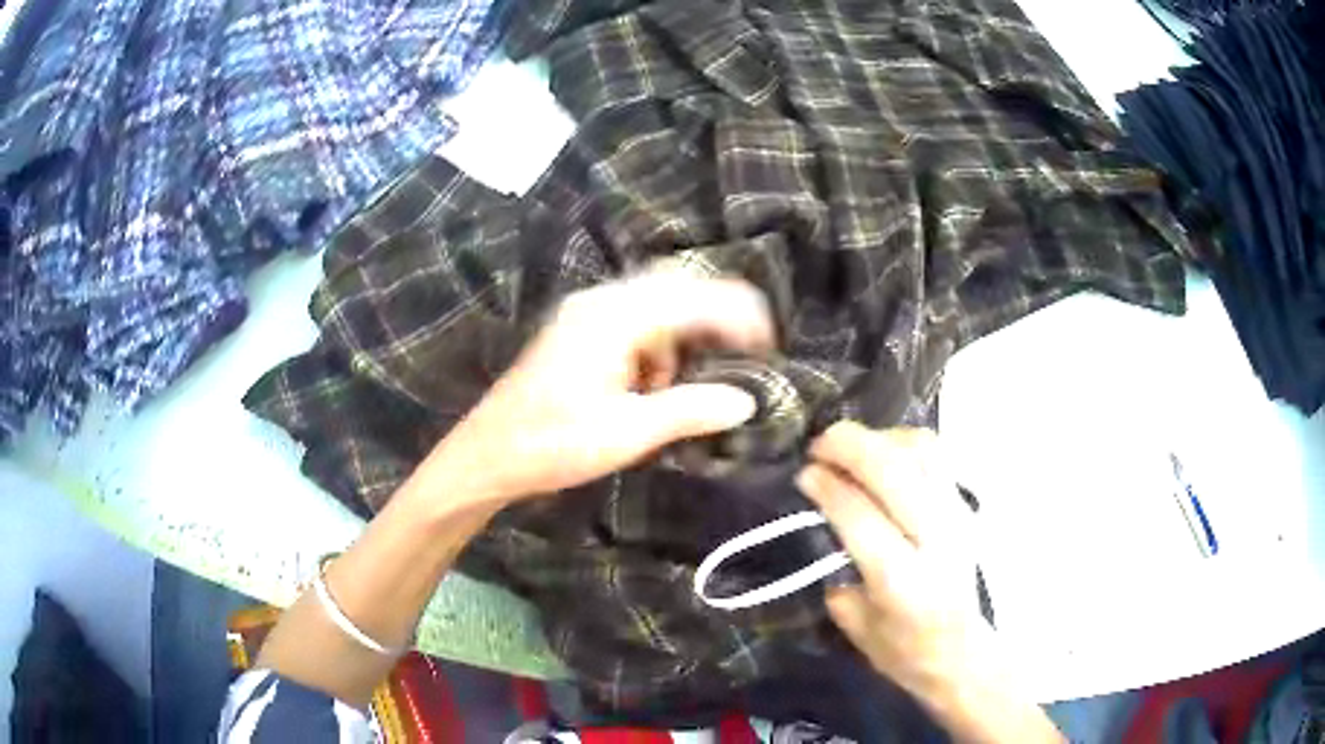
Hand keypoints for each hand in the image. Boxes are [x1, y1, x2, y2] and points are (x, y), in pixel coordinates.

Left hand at [427, 271, 774, 505]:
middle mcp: (599, 303)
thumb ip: (690, 410)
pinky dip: (655, 350)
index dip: (737, 314)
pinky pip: (633, 326)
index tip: (769, 341)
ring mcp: (585, 315)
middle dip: (713, 320)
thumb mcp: (628, 433)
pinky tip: (652, 388)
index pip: (691, 298)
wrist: (487, 455)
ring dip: (680, 340)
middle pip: (674, 291)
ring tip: (687, 387)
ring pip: (654, 308)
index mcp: (612, 318)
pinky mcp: (578, 334)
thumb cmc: (553, 444)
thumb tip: (745, 401)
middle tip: (746, 352)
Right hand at [797, 423, 1062, 743]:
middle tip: (818, 445)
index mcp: (902, 581)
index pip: (861, 515)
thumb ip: (836, 567)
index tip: (804, 474)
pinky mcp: (966, 505)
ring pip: (922, 451)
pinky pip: (936, 455)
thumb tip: (818, 513)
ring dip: (879, 438)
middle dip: (850, 447)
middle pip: (895, 471)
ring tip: (850, 447)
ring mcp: (957, 517)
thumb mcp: (853, 622)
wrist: (959, 652)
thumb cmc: (900, 648)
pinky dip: (904, 442)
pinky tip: (882, 451)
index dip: (828, 487)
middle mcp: (936, 540)